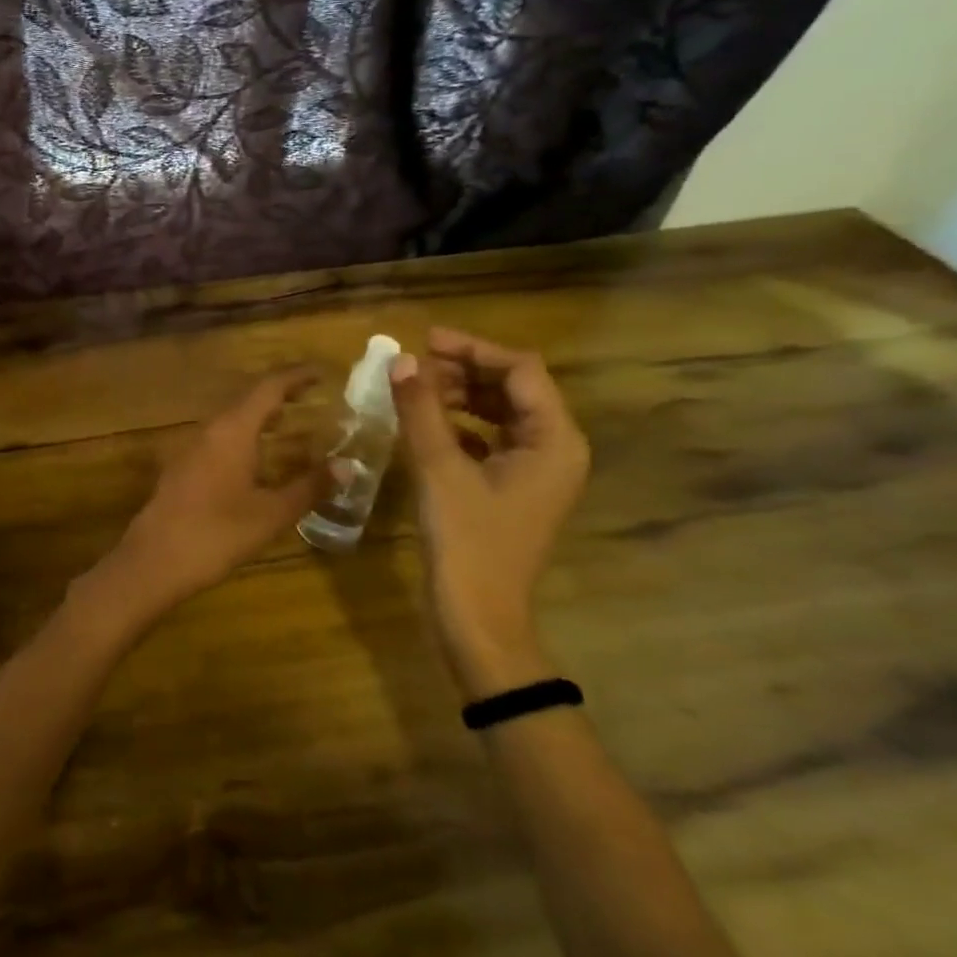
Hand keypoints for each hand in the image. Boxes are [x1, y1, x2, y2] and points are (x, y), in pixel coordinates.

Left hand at [77, 370, 323, 634]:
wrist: (154, 560)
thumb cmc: (217, 533)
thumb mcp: (271, 513)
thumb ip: (309, 487)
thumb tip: (347, 466)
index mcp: (232, 430)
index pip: (268, 387)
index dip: (295, 376)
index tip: (321, 372)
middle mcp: (209, 429)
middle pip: (247, 399)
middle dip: (279, 394)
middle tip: (311, 396)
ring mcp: (191, 447)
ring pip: (230, 419)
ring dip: (259, 415)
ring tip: (288, 421)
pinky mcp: (182, 467)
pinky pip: (218, 438)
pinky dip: (242, 435)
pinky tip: (254, 457)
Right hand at [391, 328, 589, 698]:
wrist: (478, 615)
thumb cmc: (467, 540)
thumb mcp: (439, 469)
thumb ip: (421, 409)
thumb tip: (400, 360)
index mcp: (554, 440)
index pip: (520, 371)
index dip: (473, 349)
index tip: (424, 341)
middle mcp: (556, 449)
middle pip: (514, 388)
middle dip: (464, 371)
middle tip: (413, 366)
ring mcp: (537, 470)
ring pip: (501, 412)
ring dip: (460, 395)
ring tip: (415, 391)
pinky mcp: (515, 488)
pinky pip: (492, 438)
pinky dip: (461, 423)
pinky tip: (427, 425)